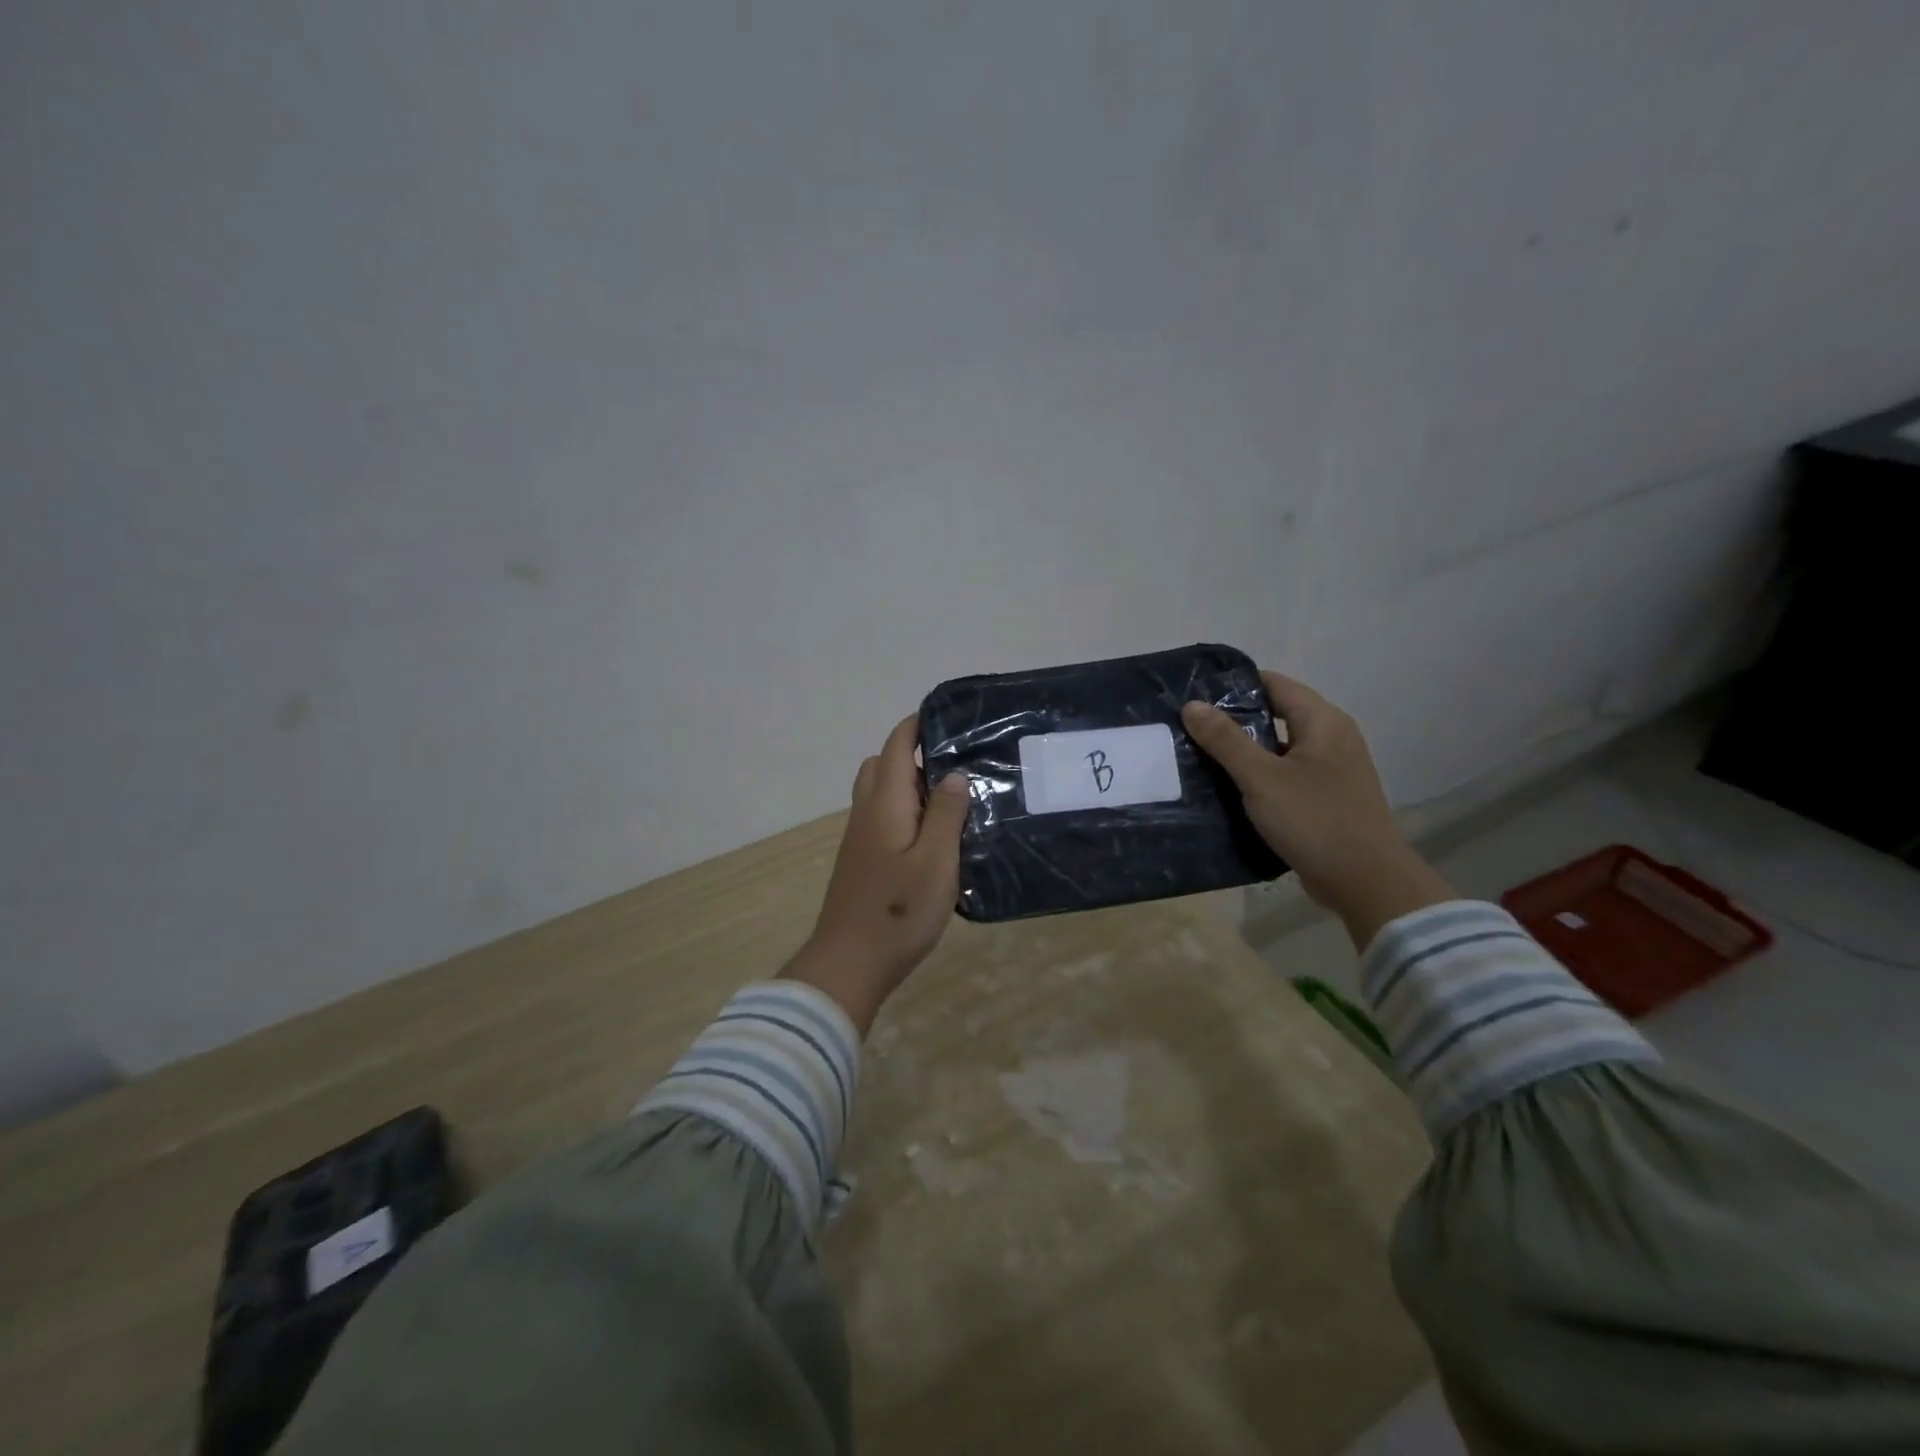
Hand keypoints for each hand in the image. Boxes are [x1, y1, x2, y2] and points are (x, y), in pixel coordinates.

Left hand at [780, 715, 971, 1034]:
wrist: (849, 963)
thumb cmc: (898, 910)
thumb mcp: (936, 861)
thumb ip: (945, 814)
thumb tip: (953, 773)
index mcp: (884, 803)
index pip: (896, 745)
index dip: (917, 725)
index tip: (950, 720)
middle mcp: (866, 812)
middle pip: (882, 764)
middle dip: (914, 754)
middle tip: (956, 766)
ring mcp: (859, 838)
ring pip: (880, 793)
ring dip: (909, 786)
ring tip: (950, 801)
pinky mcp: (861, 860)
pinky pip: (882, 817)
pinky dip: (904, 811)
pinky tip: (932, 836)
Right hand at [1181, 672, 1454, 949]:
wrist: (1365, 883)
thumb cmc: (1314, 820)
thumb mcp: (1261, 778)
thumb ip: (1225, 740)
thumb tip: (1192, 704)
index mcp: (1323, 722)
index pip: (1274, 684)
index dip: (1235, 686)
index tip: (1195, 694)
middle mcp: (1331, 738)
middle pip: (1275, 715)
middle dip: (1233, 720)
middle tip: (1189, 726)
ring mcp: (1330, 770)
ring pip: (1278, 748)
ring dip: (1243, 751)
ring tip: (1198, 754)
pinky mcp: (1324, 798)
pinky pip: (1284, 775)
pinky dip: (1258, 776)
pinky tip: (1226, 788)